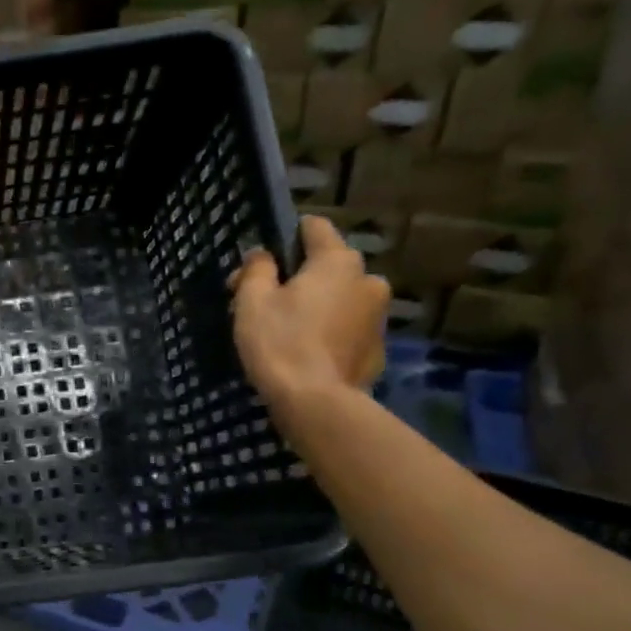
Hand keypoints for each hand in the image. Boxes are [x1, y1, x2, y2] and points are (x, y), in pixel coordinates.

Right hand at [229, 216, 389, 422]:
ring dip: (316, 305)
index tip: (263, 259)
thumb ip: (257, 269)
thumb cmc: (280, 342)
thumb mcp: (252, 300)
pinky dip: (329, 332)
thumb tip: (262, 255)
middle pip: (327, 266)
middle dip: (298, 277)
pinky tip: (306, 352)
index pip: (315, 227)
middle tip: (265, 303)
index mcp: (338, 261)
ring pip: (340, 298)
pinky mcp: (378, 348)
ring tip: (286, 331)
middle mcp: (368, 279)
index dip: (286, 235)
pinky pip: (347, 328)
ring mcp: (378, 316)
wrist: (316, 403)